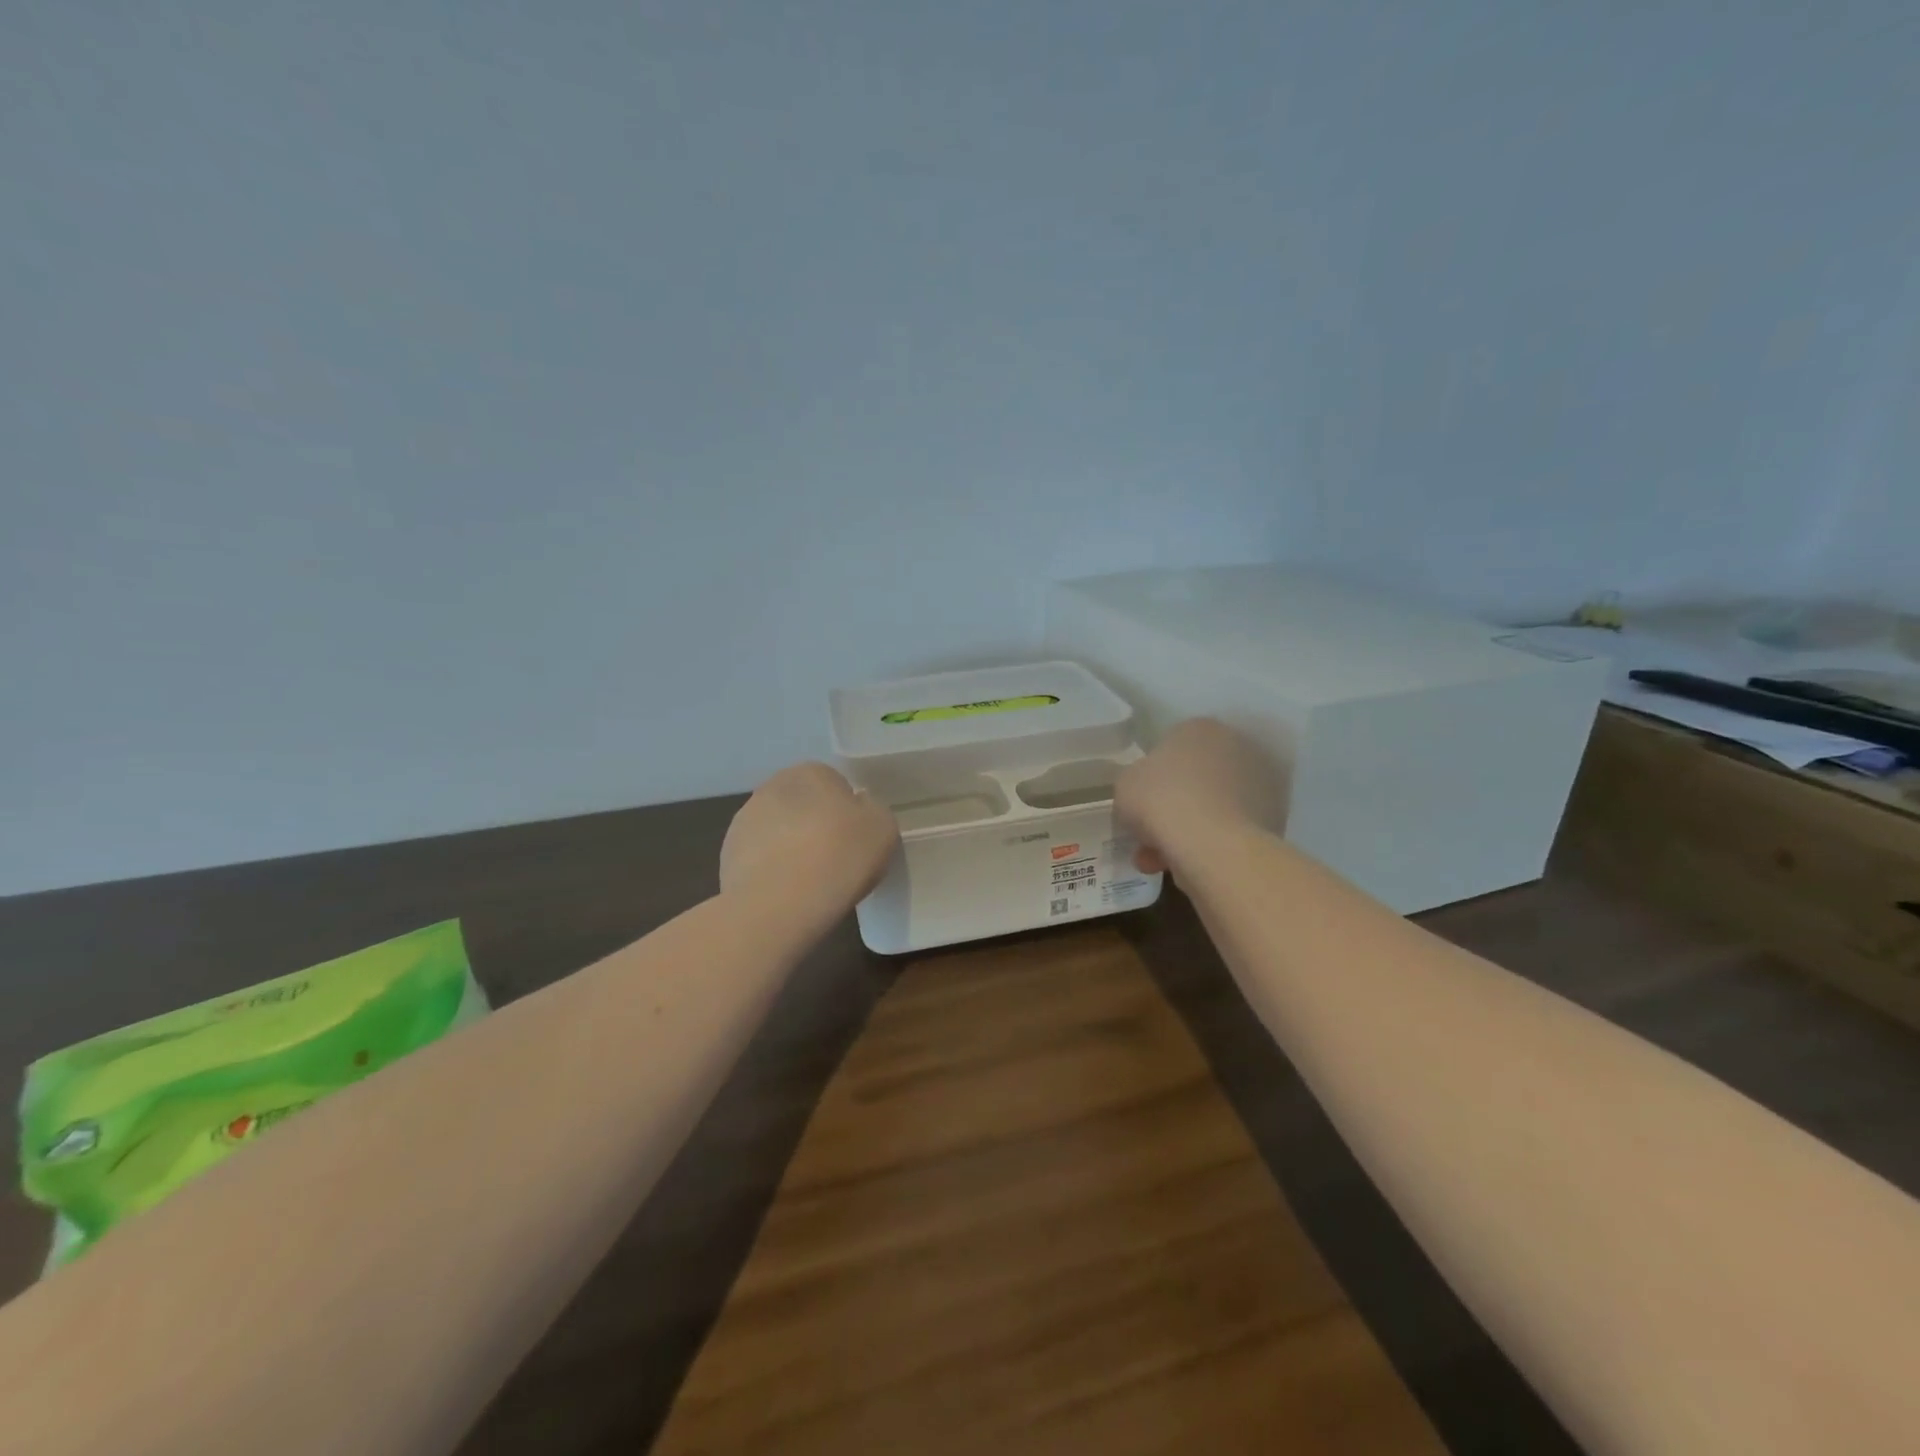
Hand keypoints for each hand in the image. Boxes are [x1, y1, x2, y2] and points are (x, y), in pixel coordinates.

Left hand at [720, 762, 899, 912]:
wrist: (779, 905)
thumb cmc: (840, 856)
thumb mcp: (882, 828)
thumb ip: (871, 811)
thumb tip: (856, 811)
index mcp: (810, 772)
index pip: (834, 783)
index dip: (848, 813)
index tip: (856, 840)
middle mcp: (772, 787)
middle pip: (803, 806)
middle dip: (816, 827)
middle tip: (837, 860)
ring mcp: (744, 822)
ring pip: (779, 832)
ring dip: (791, 849)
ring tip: (811, 884)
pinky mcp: (727, 857)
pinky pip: (760, 860)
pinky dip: (772, 873)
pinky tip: (787, 895)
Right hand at [1115, 718, 1283, 874]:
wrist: (1212, 844)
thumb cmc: (1161, 800)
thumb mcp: (1125, 785)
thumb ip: (1134, 781)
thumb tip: (1145, 792)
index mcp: (1199, 728)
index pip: (1170, 747)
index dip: (1150, 778)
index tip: (1138, 803)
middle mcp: (1236, 746)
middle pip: (1193, 779)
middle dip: (1170, 807)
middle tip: (1148, 835)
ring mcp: (1260, 782)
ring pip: (1210, 807)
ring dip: (1184, 831)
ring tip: (1157, 862)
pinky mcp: (1273, 817)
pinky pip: (1228, 830)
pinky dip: (1207, 846)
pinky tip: (1183, 867)